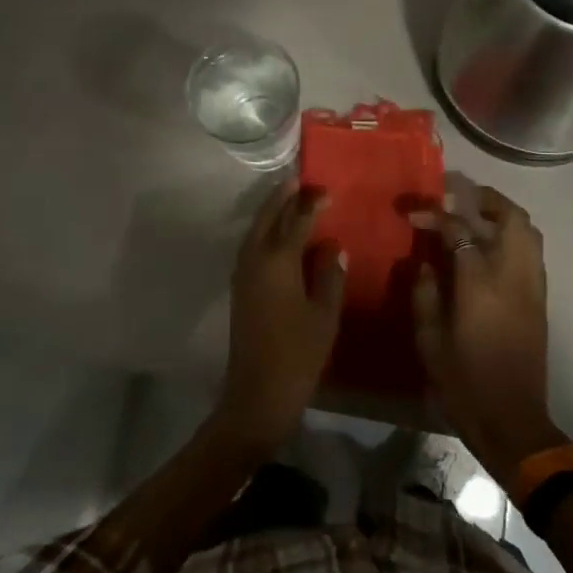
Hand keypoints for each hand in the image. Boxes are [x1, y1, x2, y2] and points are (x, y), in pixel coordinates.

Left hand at [215, 182, 347, 453]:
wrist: (258, 392)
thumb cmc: (299, 353)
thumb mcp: (325, 313)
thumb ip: (329, 274)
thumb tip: (332, 245)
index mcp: (278, 261)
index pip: (297, 220)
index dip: (312, 203)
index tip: (327, 188)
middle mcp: (255, 259)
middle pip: (268, 218)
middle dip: (282, 197)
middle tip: (299, 180)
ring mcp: (243, 273)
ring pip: (256, 230)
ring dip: (271, 212)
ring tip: (289, 198)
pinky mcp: (240, 287)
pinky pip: (252, 246)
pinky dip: (265, 232)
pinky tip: (278, 234)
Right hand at [410, 176, 565, 476]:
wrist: (512, 420)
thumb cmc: (464, 382)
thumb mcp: (430, 340)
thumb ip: (424, 294)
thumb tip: (423, 263)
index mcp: (480, 283)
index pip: (460, 231)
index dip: (436, 216)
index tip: (415, 214)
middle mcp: (512, 275)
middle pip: (510, 218)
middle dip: (484, 199)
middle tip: (458, 196)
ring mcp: (532, 286)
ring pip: (528, 232)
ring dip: (503, 215)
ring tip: (476, 215)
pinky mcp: (540, 300)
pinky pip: (531, 252)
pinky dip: (513, 237)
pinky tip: (490, 247)